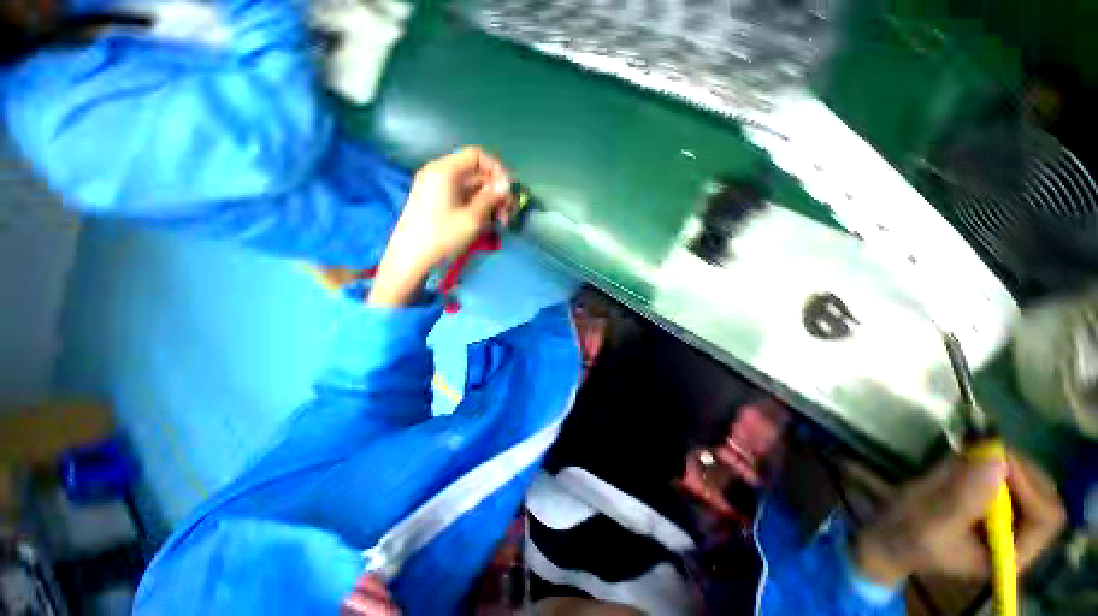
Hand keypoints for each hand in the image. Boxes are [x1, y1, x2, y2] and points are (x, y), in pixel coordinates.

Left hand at [369, 147, 512, 305]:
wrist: (410, 258)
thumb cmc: (442, 236)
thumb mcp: (471, 218)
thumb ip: (491, 198)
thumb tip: (506, 185)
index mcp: (445, 170)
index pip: (476, 156)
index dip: (496, 169)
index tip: (509, 189)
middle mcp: (439, 173)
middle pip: (475, 172)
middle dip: (495, 190)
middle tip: (509, 212)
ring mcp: (436, 188)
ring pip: (471, 187)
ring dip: (489, 201)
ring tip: (501, 222)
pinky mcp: (436, 201)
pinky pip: (462, 196)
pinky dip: (477, 206)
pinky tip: (487, 222)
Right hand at [854, 452, 1065, 586]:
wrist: (886, 534)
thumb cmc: (908, 536)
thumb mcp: (931, 521)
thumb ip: (963, 498)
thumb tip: (997, 460)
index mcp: (1011, 553)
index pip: (1045, 518)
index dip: (1030, 487)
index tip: (999, 460)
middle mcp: (1017, 534)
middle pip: (1042, 494)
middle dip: (1017, 469)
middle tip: (985, 449)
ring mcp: (1004, 514)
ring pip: (1025, 478)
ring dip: (1001, 461)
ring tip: (967, 454)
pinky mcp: (988, 497)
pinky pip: (1004, 471)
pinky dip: (988, 458)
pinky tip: (964, 454)